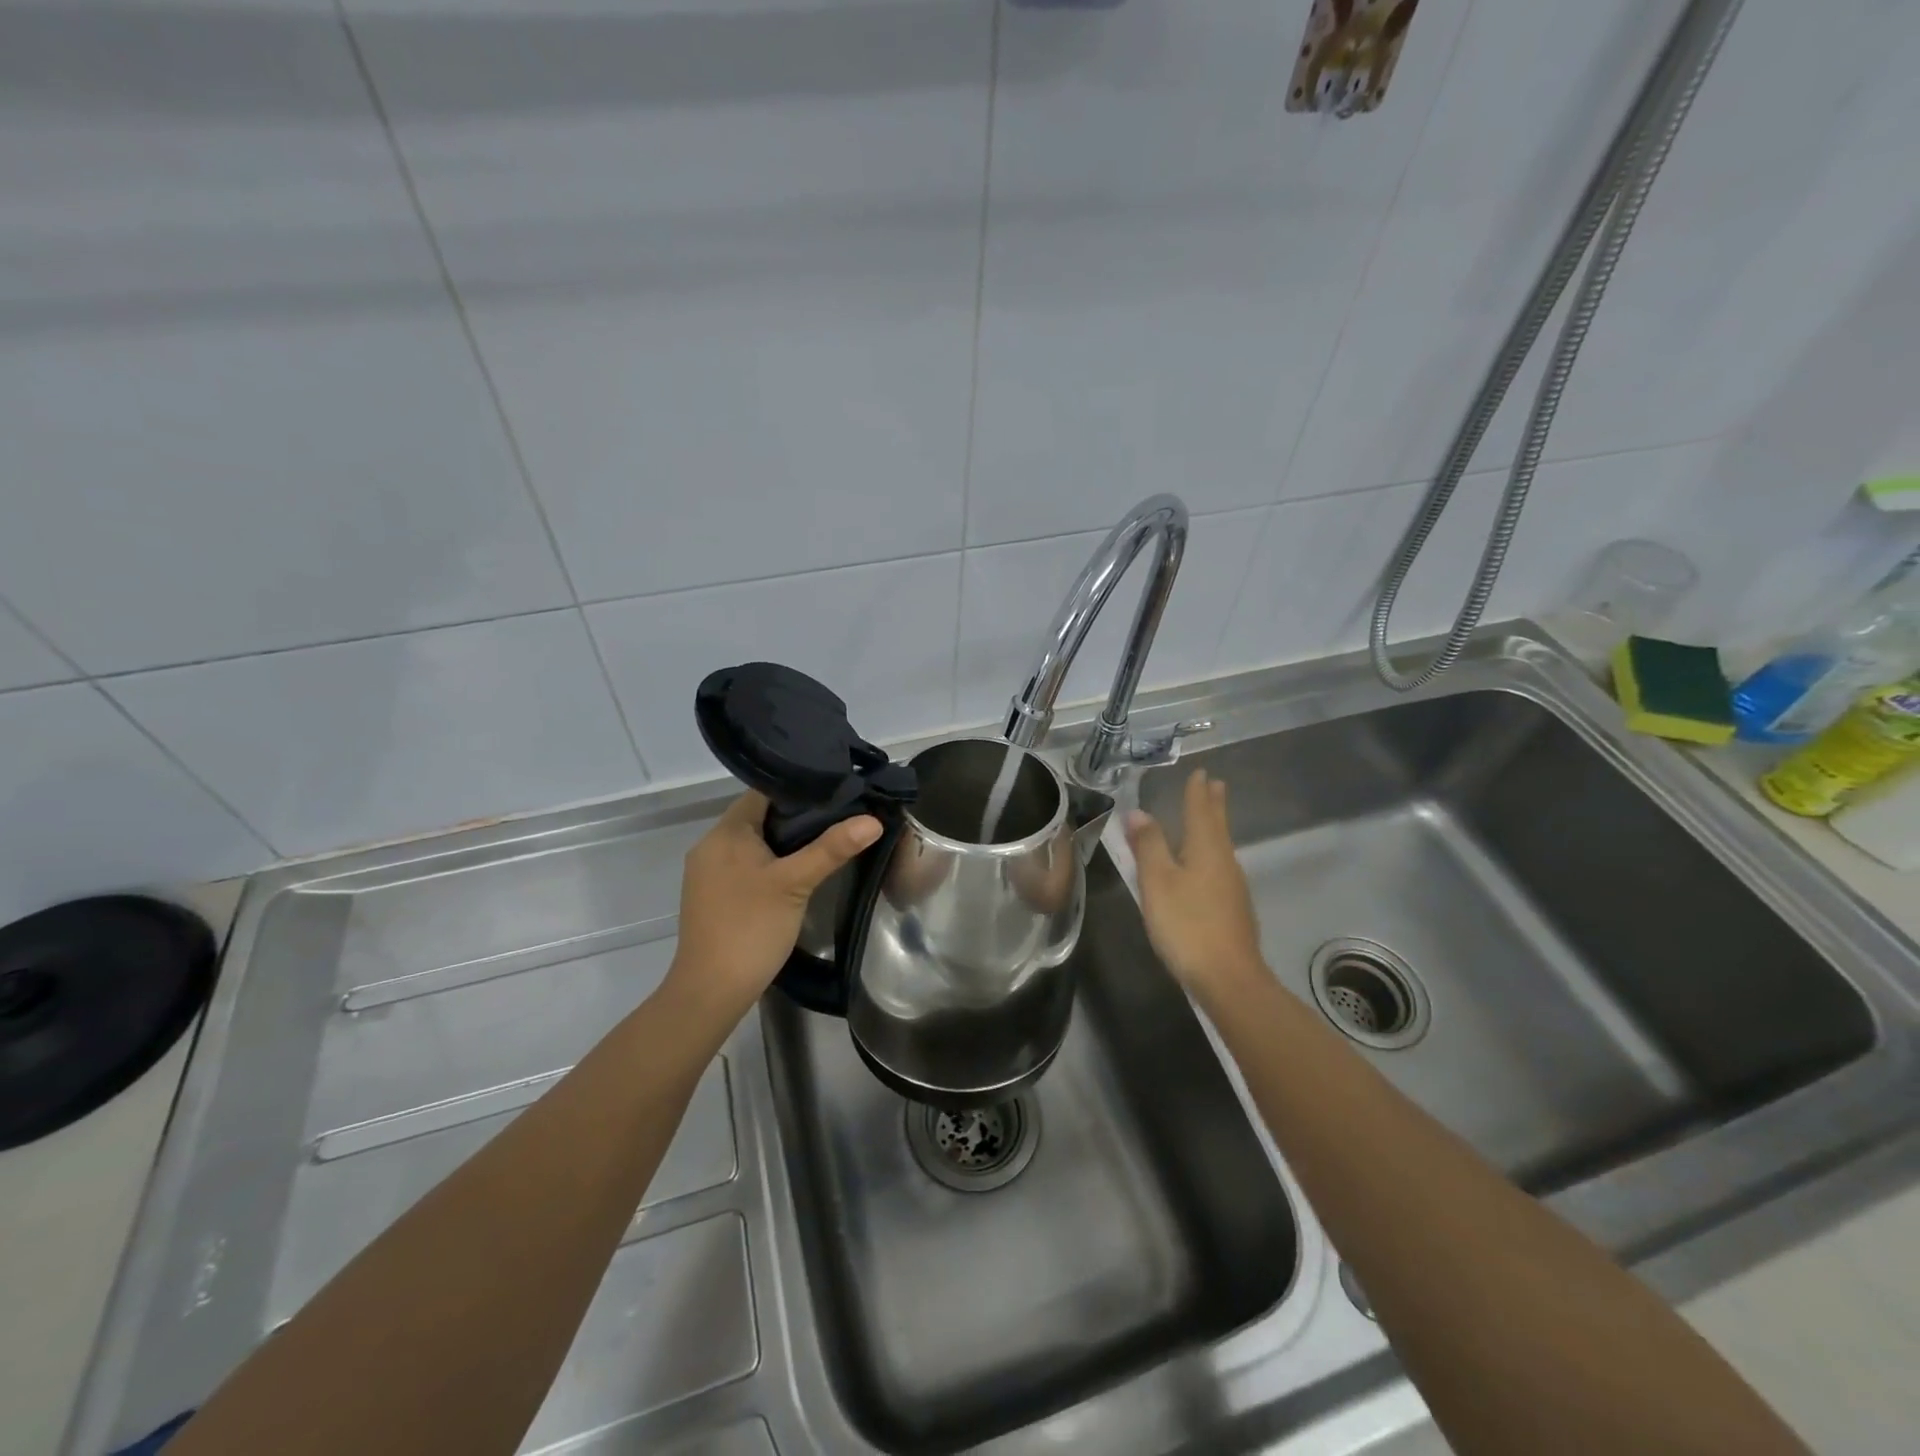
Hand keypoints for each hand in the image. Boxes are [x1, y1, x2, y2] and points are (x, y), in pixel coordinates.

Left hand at [665, 792, 880, 1022]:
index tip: (837, 792)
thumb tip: (873, 819)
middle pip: (760, 816)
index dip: (801, 789)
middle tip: (841, 816)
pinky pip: (747, 863)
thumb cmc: (751, 927)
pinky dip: (772, 861)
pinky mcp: (714, 894)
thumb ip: (832, 848)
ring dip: (786, 840)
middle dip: (798, 816)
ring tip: (828, 839)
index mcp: (725, 832)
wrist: (711, 991)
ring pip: (755, 842)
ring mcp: (709, 872)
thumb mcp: (795, 883)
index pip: (764, 792)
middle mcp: (711, 845)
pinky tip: (799, 871)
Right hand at [1126, 769, 1265, 999]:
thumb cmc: (1187, 924)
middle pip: (1217, 825)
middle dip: (1213, 805)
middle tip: (1215, 784)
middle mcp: (1224, 861)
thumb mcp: (1157, 882)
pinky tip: (1205, 864)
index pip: (1200, 811)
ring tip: (1209, 816)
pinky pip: (1219, 866)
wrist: (1228, 978)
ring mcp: (1232, 886)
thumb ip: (1148, 846)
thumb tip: (1138, 812)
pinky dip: (1211, 852)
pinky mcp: (1233, 909)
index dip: (1197, 792)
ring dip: (1214, 826)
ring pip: (1221, 846)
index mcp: (1205, 849)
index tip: (1201, 772)